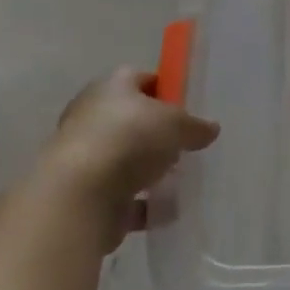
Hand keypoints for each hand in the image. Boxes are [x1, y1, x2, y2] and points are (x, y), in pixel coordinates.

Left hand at [46, 68, 219, 250]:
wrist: (79, 196)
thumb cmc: (129, 139)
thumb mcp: (176, 124)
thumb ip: (194, 126)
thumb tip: (210, 129)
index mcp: (111, 87)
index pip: (140, 79)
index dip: (164, 89)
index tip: (185, 107)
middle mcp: (92, 116)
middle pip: (131, 120)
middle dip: (156, 133)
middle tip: (183, 144)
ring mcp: (85, 156)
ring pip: (125, 159)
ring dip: (148, 170)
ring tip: (178, 179)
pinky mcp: (83, 194)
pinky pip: (120, 196)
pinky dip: (141, 204)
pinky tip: (165, 211)